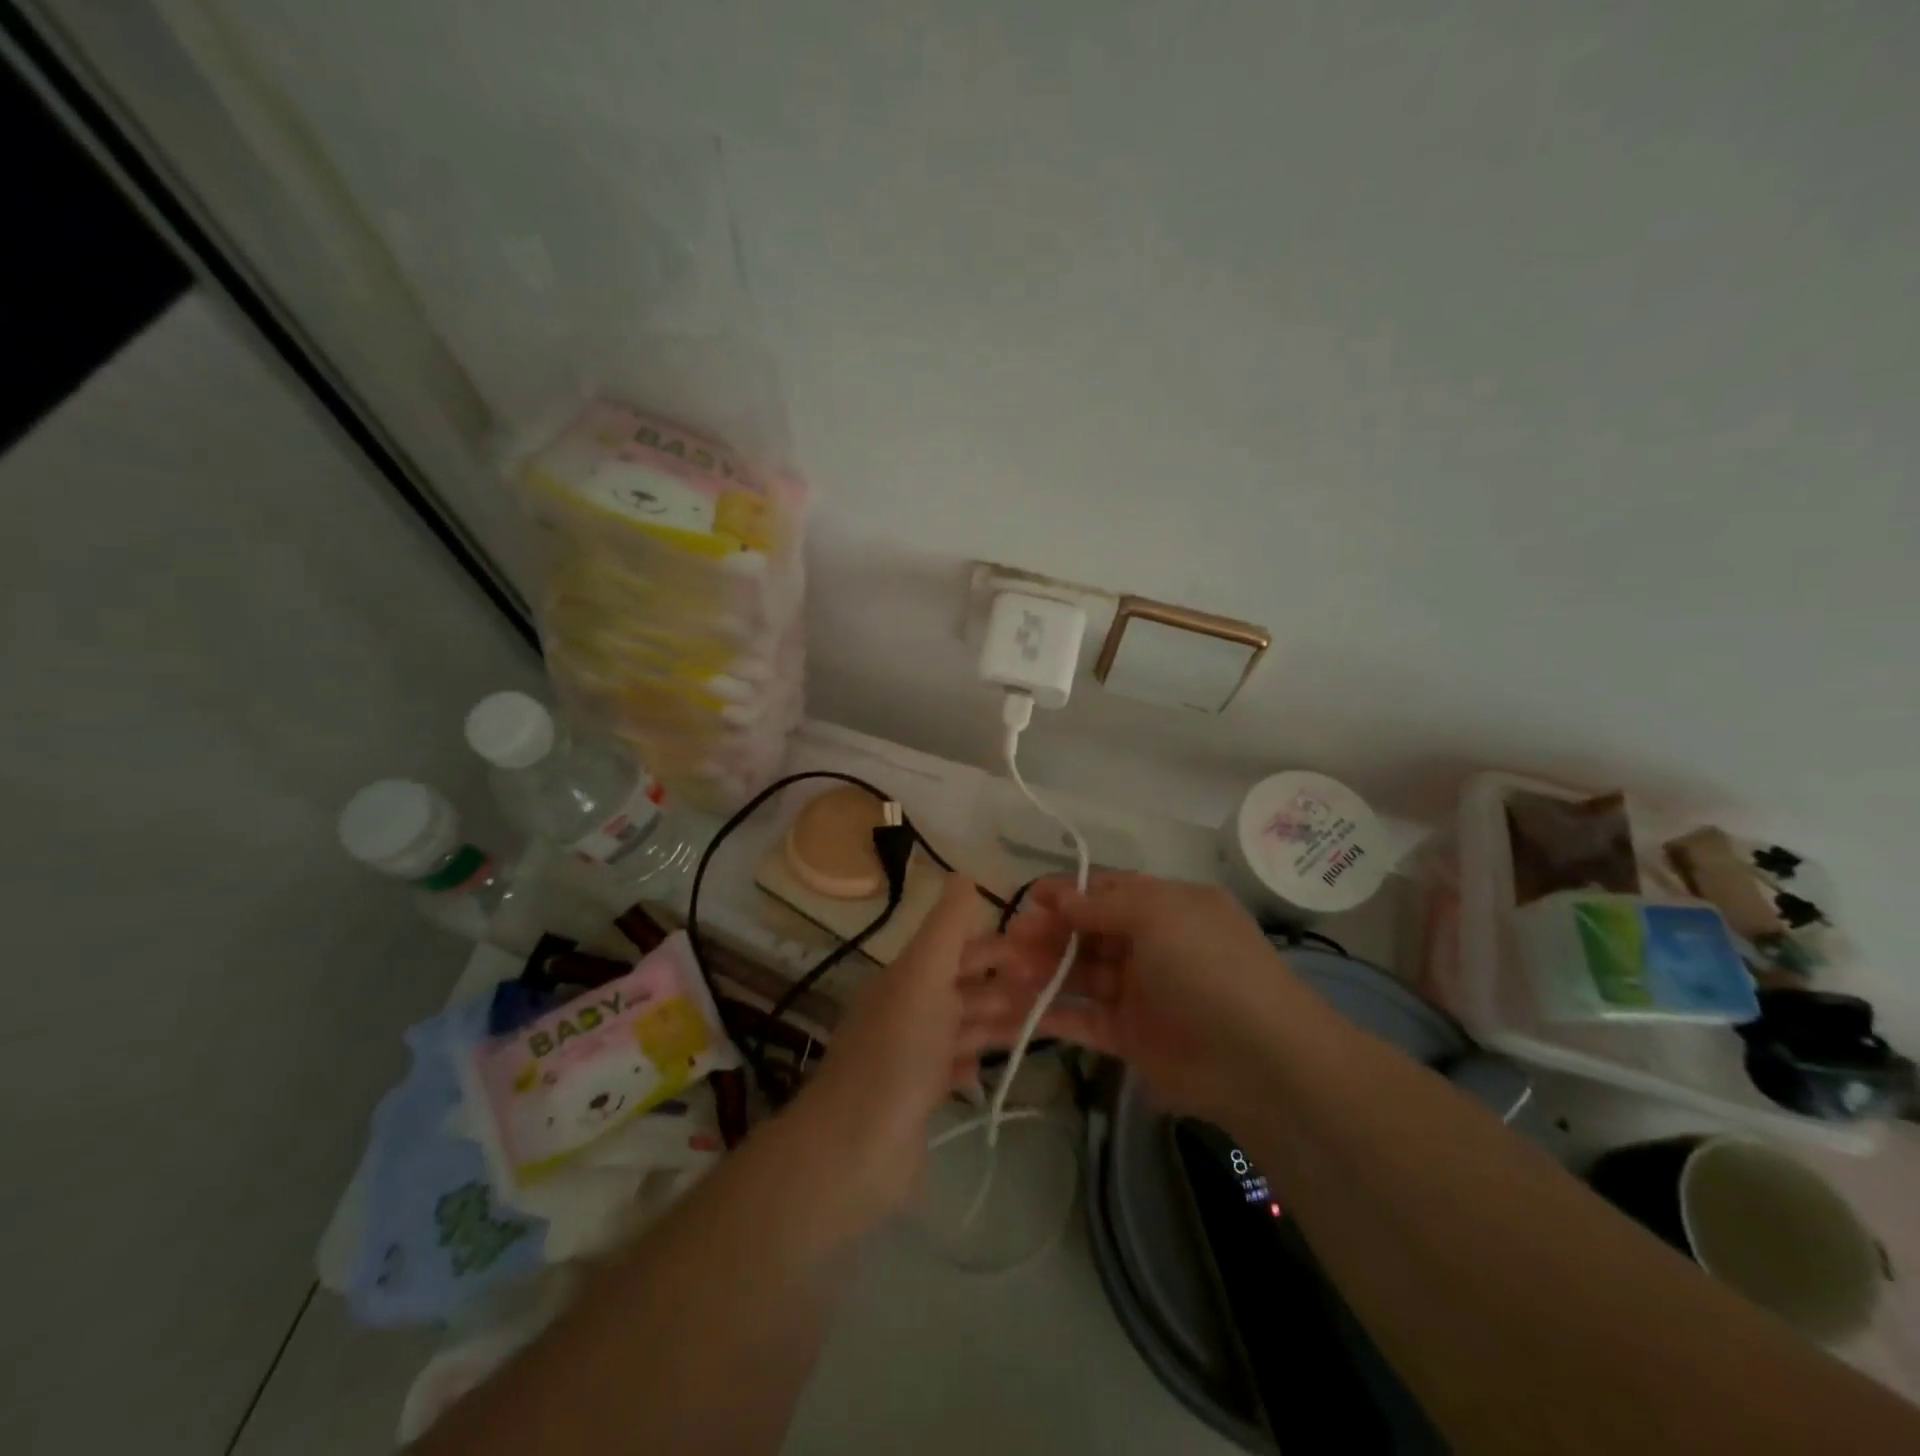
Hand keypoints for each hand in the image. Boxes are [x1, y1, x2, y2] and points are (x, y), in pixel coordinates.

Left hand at [786, 874, 1030, 1227]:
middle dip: (1006, 983)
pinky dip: (973, 1065)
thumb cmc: (898, 1053)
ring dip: (998, 1021)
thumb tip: (965, 873)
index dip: (999, 944)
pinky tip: (989, 1072)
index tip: (1046, 949)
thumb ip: (947, 927)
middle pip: (964, 985)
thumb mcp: (923, 976)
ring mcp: (911, 1055)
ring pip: (963, 1026)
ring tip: (1041, 1026)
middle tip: (1054, 989)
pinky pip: (953, 1069)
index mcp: (907, 976)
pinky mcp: (916, 1097)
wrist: (855, 1149)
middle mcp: (907, 1009)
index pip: (957, 946)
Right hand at [969, 873, 1300, 1121]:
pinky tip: (1011, 1015)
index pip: (1105, 892)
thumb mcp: (1161, 915)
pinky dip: (1047, 1016)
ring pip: (1078, 976)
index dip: (1065, 894)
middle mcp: (1151, 946)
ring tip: (1002, 975)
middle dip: (1046, 934)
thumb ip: (1104, 904)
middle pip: (1086, 933)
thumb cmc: (1209, 968)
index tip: (1027, 900)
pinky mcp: (1129, 1038)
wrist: (1260, 1062)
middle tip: (1008, 944)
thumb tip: (1060, 896)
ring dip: (1040, 973)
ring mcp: (1139, 993)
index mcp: (1166, 908)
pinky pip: (1081, 1020)